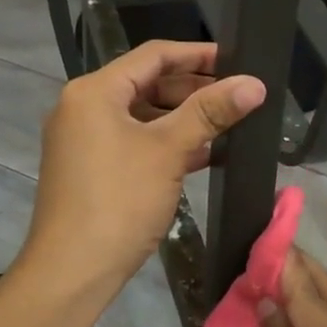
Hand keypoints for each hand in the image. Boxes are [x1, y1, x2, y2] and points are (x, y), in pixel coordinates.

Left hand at [19, 40, 264, 296]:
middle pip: (146, 83)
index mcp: (94, 90)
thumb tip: (254, 83)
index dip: (197, 54)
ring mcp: (82, 138)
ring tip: (227, 124)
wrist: (71, 272)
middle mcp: (82, 106)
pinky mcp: (88, 167)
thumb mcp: (168, 150)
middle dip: (193, 88)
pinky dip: (164, 142)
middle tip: (237, 95)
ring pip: (141, 115)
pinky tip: (202, 154)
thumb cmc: (119, 201)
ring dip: (182, 118)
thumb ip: (210, 111)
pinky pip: (132, 141)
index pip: (153, 55)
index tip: (236, 59)